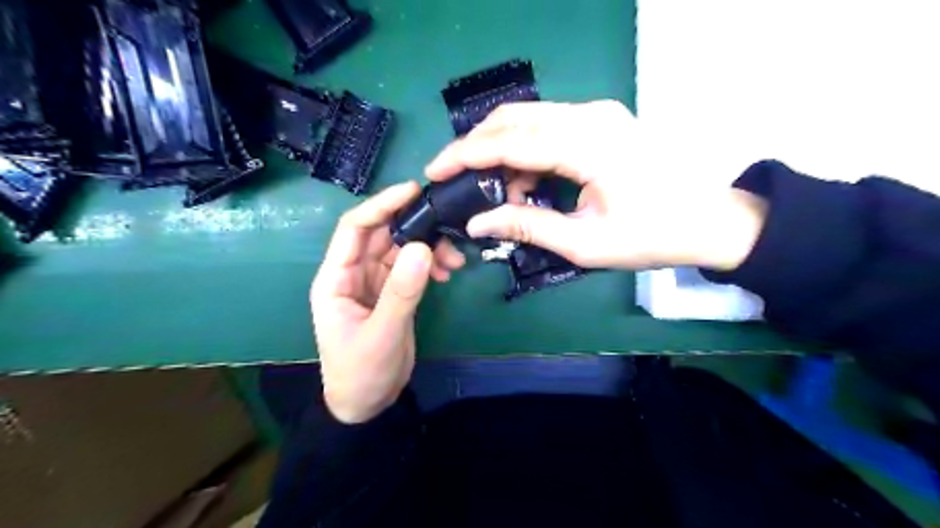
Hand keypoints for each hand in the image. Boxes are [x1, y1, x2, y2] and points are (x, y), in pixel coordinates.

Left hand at [311, 180, 465, 420]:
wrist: (367, 405)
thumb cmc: (361, 373)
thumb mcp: (381, 334)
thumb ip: (401, 292)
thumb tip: (423, 248)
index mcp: (336, 279)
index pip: (354, 229)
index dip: (381, 205)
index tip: (412, 191)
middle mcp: (354, 274)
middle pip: (383, 235)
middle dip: (415, 227)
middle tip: (447, 226)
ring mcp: (375, 282)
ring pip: (402, 250)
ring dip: (428, 248)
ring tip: (454, 260)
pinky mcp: (393, 293)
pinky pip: (413, 268)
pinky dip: (430, 265)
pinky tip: (447, 272)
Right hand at [425, 99, 761, 270]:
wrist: (709, 221)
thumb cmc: (652, 236)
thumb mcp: (584, 242)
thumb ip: (527, 226)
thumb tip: (478, 222)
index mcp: (588, 144)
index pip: (510, 140)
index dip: (466, 154)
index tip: (435, 170)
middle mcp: (590, 115)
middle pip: (514, 118)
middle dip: (476, 147)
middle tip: (453, 178)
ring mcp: (598, 114)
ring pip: (529, 119)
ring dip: (502, 152)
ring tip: (496, 193)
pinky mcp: (601, 121)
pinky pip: (549, 128)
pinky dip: (527, 152)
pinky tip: (525, 183)